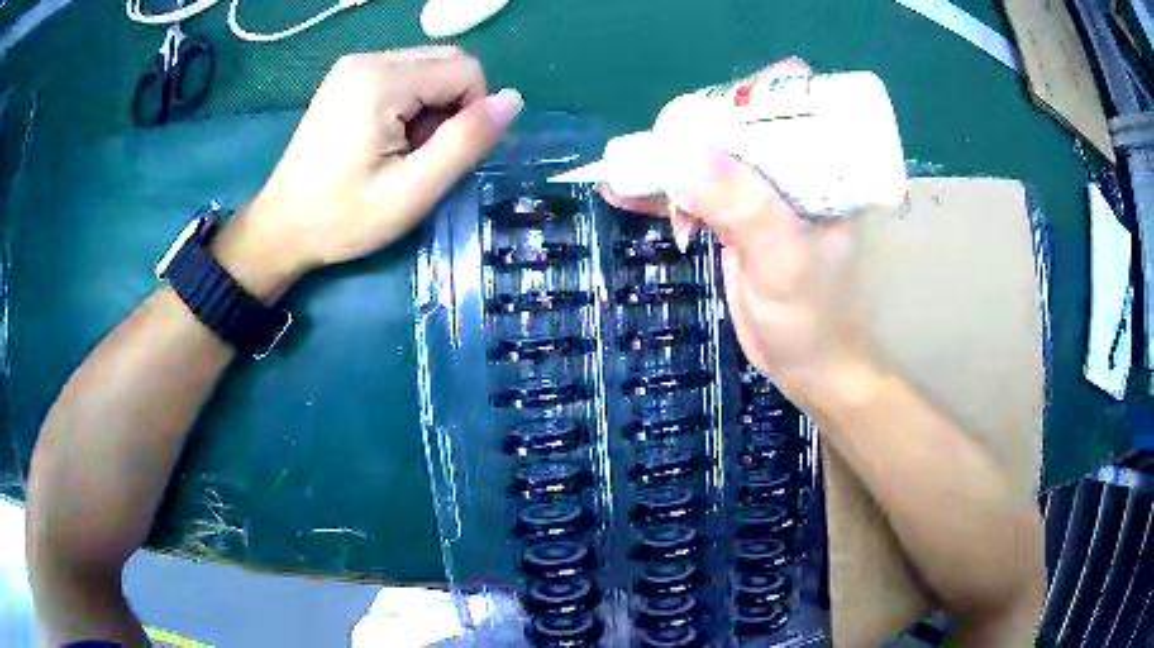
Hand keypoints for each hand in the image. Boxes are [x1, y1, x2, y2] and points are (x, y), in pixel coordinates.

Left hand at [212, 47, 523, 300]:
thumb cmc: (342, 218)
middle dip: (452, 106)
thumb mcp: (412, 192)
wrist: (281, 228)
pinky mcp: (348, 77)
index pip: (466, 70)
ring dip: (432, 107)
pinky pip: (405, 76)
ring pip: (429, 68)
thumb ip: (466, 142)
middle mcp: (369, 59)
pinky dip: (412, 104)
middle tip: (420, 154)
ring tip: (400, 150)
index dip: (471, 113)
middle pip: (449, 62)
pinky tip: (387, 138)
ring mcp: (354, 66)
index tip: (441, 156)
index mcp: (381, 80)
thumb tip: (514, 100)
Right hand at [600, 59, 872, 402]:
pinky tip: (623, 193)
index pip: (786, 98)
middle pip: (736, 119)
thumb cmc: (813, 316)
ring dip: (668, 160)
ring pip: (710, 152)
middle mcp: (792, 165)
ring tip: (627, 173)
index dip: (742, 94)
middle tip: (659, 161)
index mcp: (821, 163)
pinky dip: (661, 190)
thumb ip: (741, 205)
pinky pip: (695, 188)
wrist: (807, 365)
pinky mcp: (736, 212)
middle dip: (693, 130)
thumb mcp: (782, 260)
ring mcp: (761, 188)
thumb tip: (678, 149)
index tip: (703, 119)